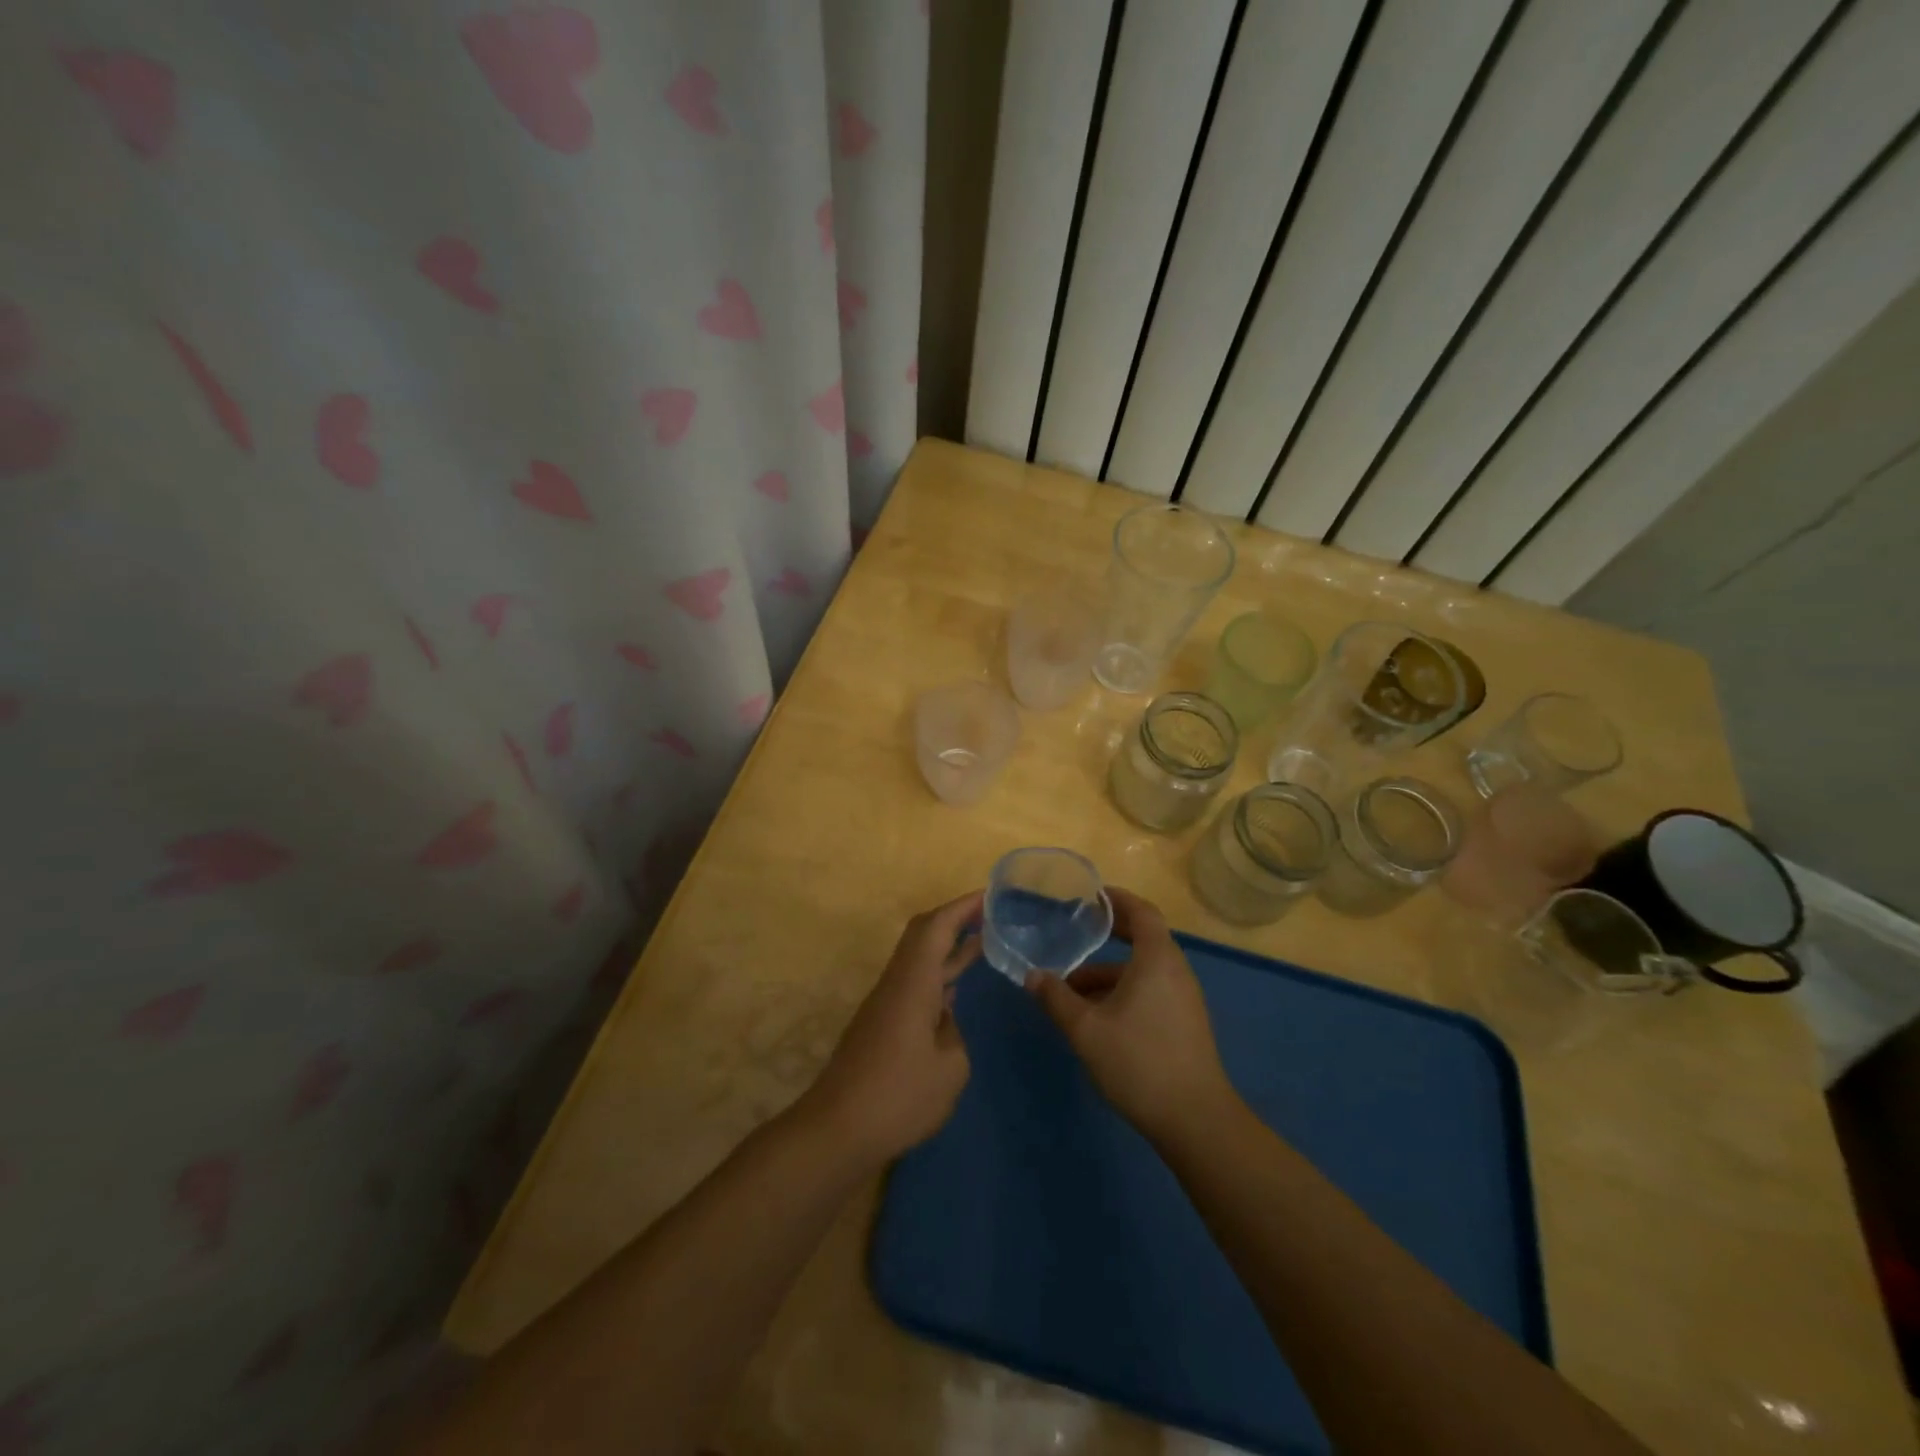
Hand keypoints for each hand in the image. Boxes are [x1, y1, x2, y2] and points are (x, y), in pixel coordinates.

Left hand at [801, 891, 980, 1164]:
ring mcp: (885, 1004)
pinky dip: (937, 975)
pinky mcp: (880, 1026)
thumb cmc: (898, 1096)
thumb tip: (944, 1020)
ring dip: (947, 948)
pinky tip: (955, 989)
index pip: (936, 927)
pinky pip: (913, 984)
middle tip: (991, 915)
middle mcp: (896, 984)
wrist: (836, 1130)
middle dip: (955, 919)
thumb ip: (954, 1034)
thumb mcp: (950, 1068)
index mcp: (912, 982)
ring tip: (983, 944)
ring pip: (917, 960)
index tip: (990, 895)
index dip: (963, 907)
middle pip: (922, 935)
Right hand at [1027, 887, 1237, 1145]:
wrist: (1195, 1120)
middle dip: (1110, 932)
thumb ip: (1056, 998)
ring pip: (1143, 970)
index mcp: (1157, 959)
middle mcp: (1175, 970)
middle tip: (1077, 930)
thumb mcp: (1086, 1029)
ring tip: (1070, 987)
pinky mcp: (1184, 1022)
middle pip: (1144, 937)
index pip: (1142, 912)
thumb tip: (1032, 976)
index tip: (1091, 895)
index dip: (1117, 899)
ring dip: (1109, 971)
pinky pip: (1150, 990)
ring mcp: (1183, 998)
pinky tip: (1096, 1015)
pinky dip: (1123, 989)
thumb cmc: (1139, 1062)